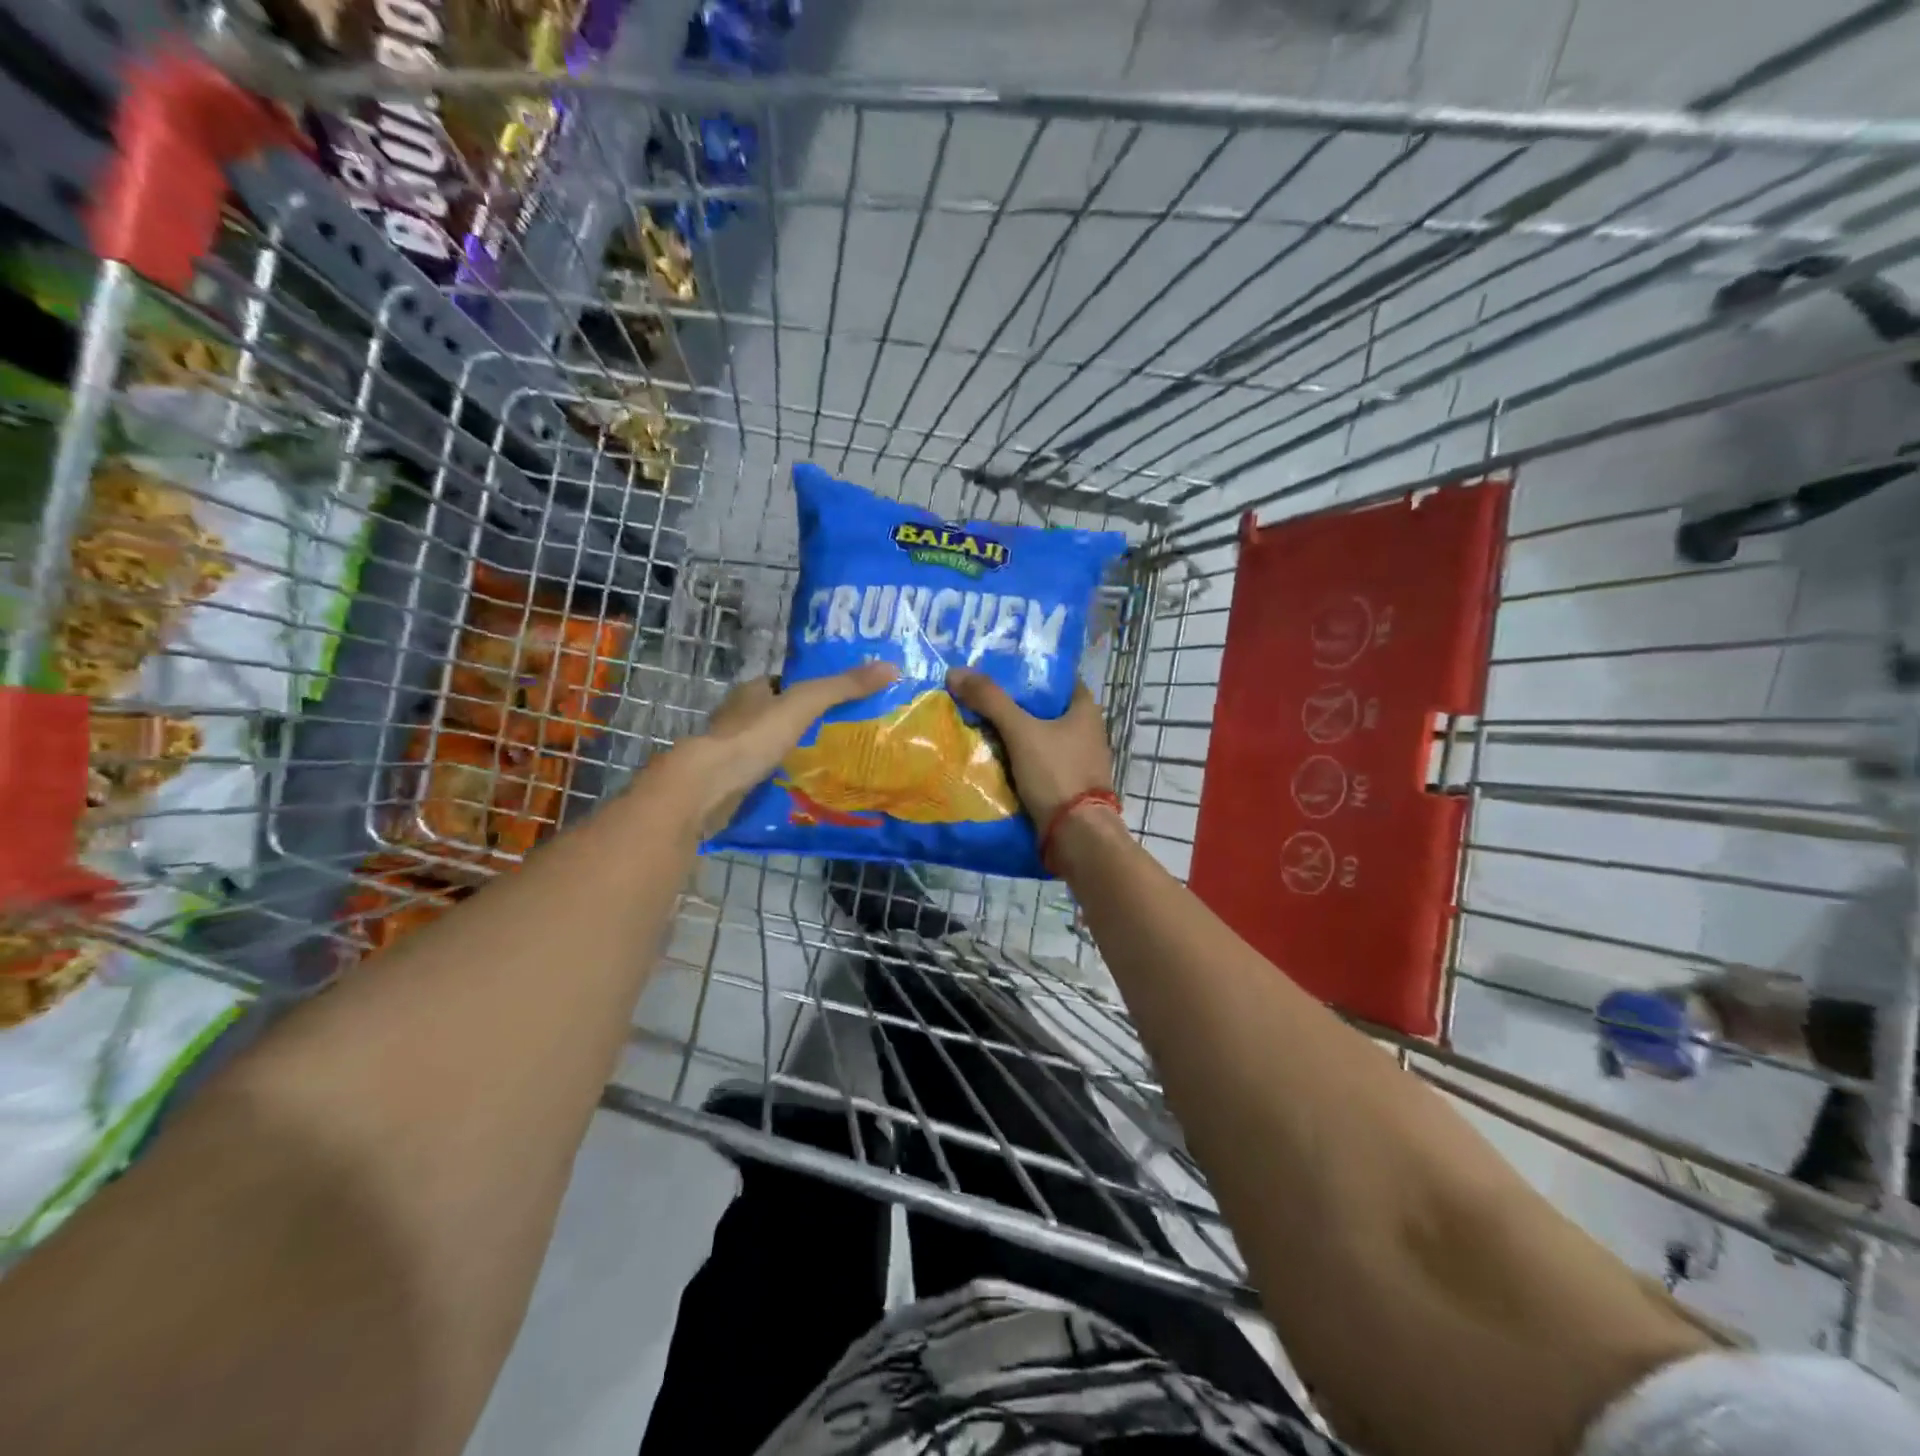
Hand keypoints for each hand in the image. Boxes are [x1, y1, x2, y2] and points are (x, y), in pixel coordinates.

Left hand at [673, 661, 897, 831]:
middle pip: (779, 714)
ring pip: (771, 745)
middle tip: (844, 732)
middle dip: (806, 723)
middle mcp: (739, 716)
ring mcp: (732, 750)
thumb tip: (892, 667)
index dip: (811, 688)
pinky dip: (783, 776)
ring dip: (795, 751)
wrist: (707, 787)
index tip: (842, 699)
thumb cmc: (753, 737)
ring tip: (833, 761)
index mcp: (751, 691)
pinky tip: (806, 785)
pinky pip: (765, 772)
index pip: (785, 683)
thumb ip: (843, 687)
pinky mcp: (732, 779)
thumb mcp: (804, 705)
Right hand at [946, 668, 1113, 827]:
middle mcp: (1087, 732)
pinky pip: (1038, 763)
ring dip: (1014, 734)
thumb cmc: (1057, 774)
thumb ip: (991, 701)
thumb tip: (956, 672)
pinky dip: (1018, 759)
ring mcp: (1078, 761)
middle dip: (1015, 705)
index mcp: (1086, 710)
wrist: (1077, 835)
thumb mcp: (1021, 732)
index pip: (1057, 680)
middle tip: (980, 697)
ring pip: (1040, 738)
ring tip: (978, 725)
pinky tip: (992, 757)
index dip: (1030, 673)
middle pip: (1045, 709)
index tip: (999, 671)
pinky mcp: (1067, 785)